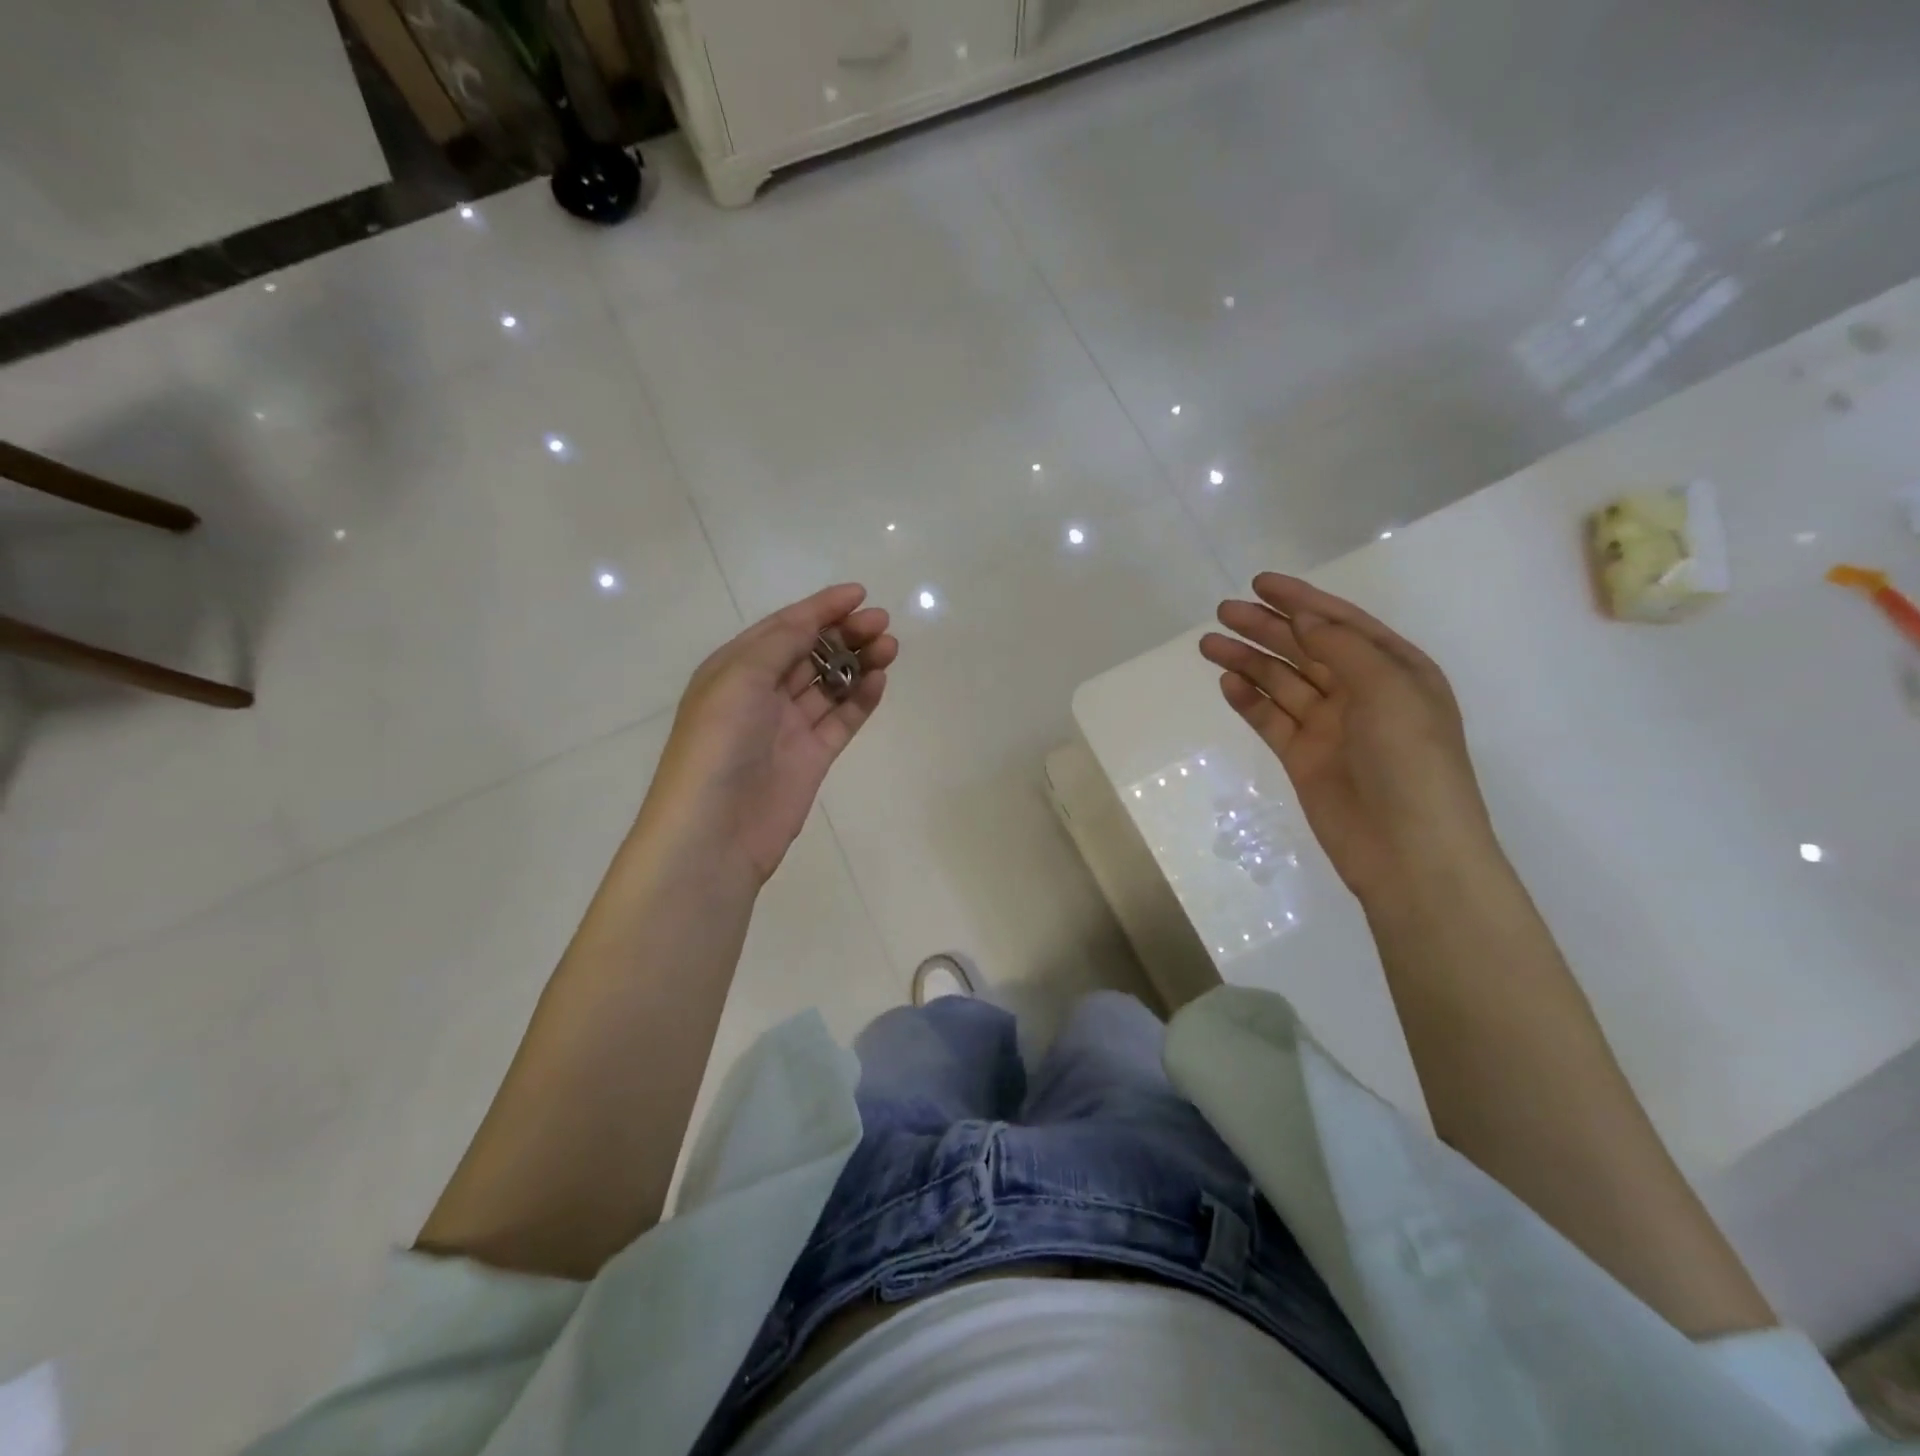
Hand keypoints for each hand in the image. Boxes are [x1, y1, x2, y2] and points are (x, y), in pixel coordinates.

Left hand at [643, 584, 895, 884]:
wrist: (714, 832)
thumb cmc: (717, 745)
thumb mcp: (738, 679)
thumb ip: (780, 644)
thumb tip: (812, 620)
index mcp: (735, 669)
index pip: (784, 628)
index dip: (820, 608)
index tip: (859, 594)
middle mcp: (761, 693)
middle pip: (811, 652)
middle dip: (845, 633)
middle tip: (881, 624)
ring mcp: (789, 726)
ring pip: (831, 683)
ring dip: (859, 661)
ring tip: (889, 648)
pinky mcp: (813, 756)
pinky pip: (842, 719)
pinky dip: (861, 698)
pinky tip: (880, 681)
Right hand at [1199, 573, 1497, 904]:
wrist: (1408, 850)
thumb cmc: (1411, 761)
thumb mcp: (1389, 690)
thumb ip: (1343, 648)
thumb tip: (1304, 619)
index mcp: (1394, 670)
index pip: (1341, 623)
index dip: (1301, 601)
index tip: (1259, 583)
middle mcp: (1361, 693)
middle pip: (1305, 649)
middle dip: (1266, 628)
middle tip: (1223, 612)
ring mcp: (1330, 727)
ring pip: (1282, 682)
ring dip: (1249, 661)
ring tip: (1209, 645)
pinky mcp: (1303, 757)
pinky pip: (1271, 719)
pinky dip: (1249, 701)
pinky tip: (1227, 683)